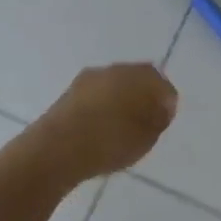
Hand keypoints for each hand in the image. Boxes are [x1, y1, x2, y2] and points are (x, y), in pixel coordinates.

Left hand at [31, 63, 178, 181]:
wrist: (54, 150)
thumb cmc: (109, 142)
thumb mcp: (146, 137)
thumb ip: (159, 118)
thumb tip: (162, 106)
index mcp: (135, 75)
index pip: (159, 81)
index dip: (166, 100)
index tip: (165, 119)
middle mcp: (111, 70)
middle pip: (135, 78)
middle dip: (144, 96)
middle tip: (147, 121)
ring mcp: (86, 80)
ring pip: (113, 86)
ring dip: (121, 101)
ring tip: (123, 128)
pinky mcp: (67, 95)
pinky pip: (95, 97)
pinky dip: (103, 108)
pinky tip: (102, 129)